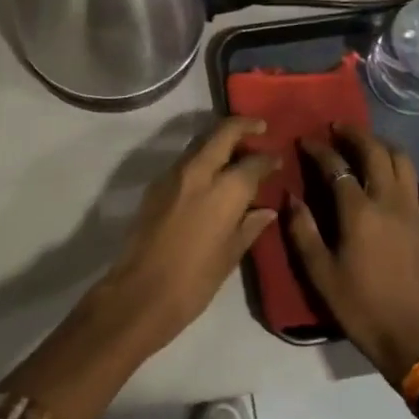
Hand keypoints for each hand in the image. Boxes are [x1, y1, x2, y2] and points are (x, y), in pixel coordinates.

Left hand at [89, 116, 277, 354]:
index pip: (253, 162)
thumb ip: (250, 226)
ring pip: (202, 142)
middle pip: (223, 133)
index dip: (269, 159)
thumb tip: (267, 209)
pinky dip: (203, 157)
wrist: (140, 292)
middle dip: (244, 125)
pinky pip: (186, 159)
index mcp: (225, 191)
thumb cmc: (194, 281)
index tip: (278, 159)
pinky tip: (211, 173)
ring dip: (220, 139)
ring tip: (236, 150)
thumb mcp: (230, 256)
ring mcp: (174, 174)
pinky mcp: (157, 183)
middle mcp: (200, 172)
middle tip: (259, 127)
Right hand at [287, 123, 418, 383]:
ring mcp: (416, 212)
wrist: (412, 340)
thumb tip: (290, 197)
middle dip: (355, 134)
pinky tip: (405, 187)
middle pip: (374, 151)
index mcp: (358, 211)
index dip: (318, 149)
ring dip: (384, 147)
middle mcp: (389, 201)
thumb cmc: (360, 307)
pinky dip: (417, 182)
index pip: (336, 165)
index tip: (305, 141)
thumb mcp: (320, 273)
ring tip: (369, 146)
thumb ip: (302, 230)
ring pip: (404, 162)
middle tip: (338, 128)